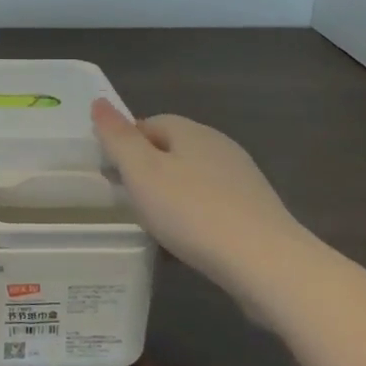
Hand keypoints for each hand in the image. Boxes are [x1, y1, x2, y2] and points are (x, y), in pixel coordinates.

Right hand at [91, 99, 308, 277]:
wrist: (267, 264)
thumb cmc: (193, 212)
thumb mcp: (142, 172)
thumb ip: (118, 137)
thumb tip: (99, 102)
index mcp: (192, 132)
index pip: (149, 123)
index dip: (125, 144)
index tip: (109, 173)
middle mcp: (219, 147)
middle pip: (171, 150)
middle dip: (146, 171)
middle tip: (126, 201)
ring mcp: (242, 179)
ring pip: (191, 179)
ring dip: (170, 196)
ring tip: (153, 226)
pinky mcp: (255, 212)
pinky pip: (211, 205)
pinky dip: (194, 218)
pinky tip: (186, 243)